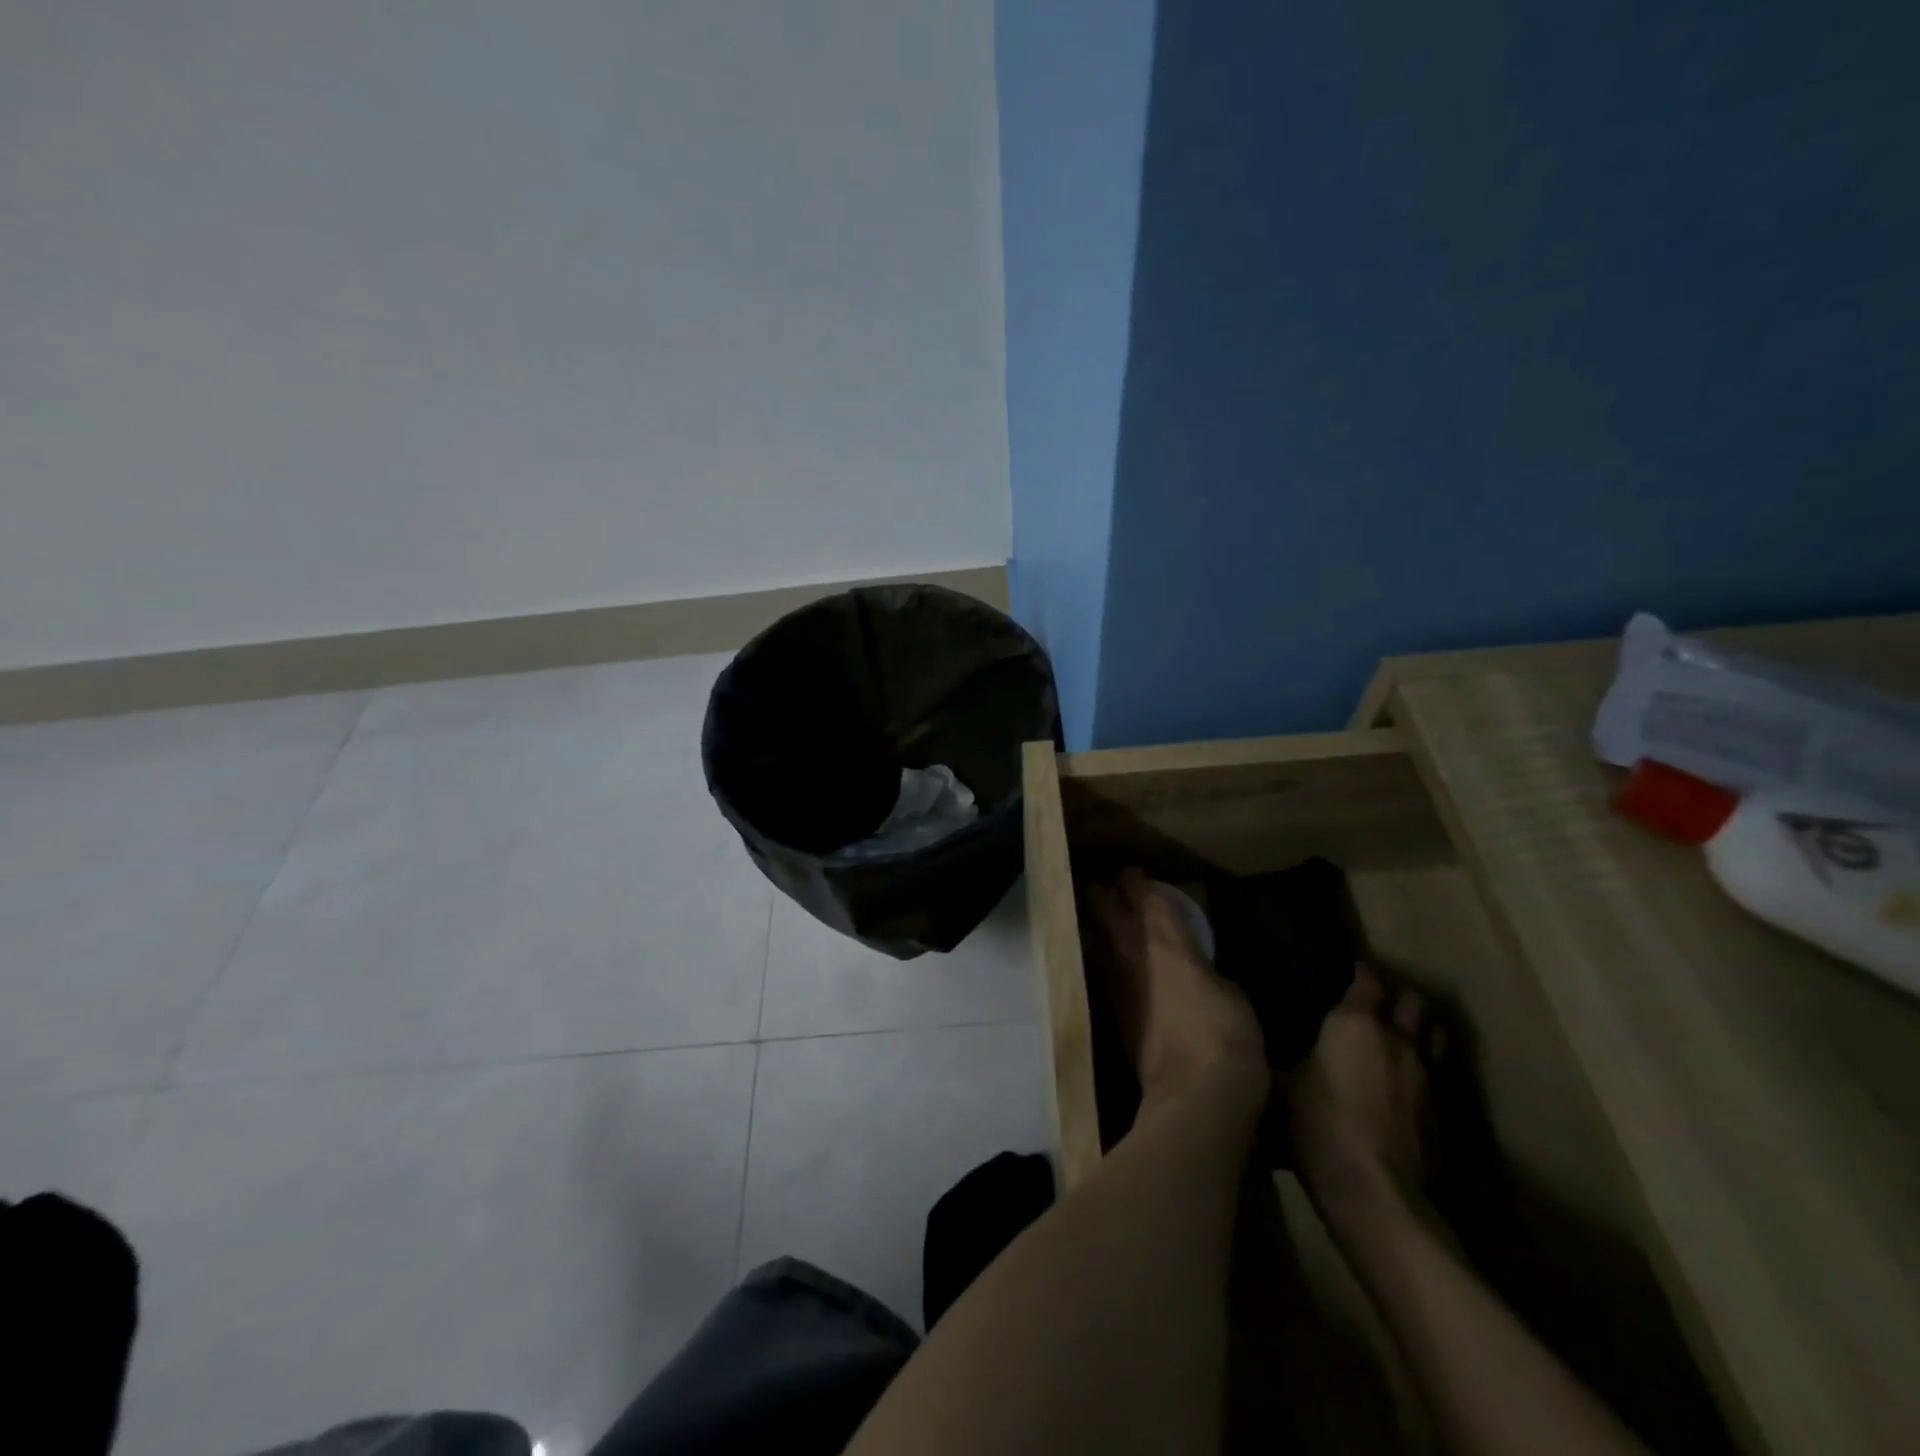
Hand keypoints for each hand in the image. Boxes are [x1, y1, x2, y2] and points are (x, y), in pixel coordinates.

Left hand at [1082, 869, 1265, 1104]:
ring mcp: (1112, 981)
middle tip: (1107, 890)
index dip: (1135, 879)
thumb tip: (1195, 963)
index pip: (1141, 893)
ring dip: (1091, 925)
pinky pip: (1095, 973)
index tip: (1134, 873)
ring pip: (1088, 936)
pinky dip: (1096, 962)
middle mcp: (1129, 951)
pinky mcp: (1107, 1012)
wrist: (1195, 1094)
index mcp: (1164, 938)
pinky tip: (1102, 965)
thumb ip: (1204, 966)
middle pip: (1101, 906)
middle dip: (1101, 893)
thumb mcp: (1230, 990)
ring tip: (1096, 922)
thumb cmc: (1225, 1033)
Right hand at [1287, 964, 1444, 1216]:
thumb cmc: (1317, 1125)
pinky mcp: (1441, 1118)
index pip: (1367, 982)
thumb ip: (1272, 1056)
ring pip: (1434, 1038)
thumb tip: (1252, 1040)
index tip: (1351, 969)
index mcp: (1356, 1024)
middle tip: (1378, 999)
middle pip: (1412, 1003)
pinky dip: (1423, 1072)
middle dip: (1399, 996)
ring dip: (1420, 1030)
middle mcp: (1398, 1042)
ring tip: (1401, 1034)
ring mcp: (1427, 1080)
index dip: (1361, 973)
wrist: (1374, 1194)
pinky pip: (1437, 1079)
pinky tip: (1407, 1085)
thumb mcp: (1278, 1084)